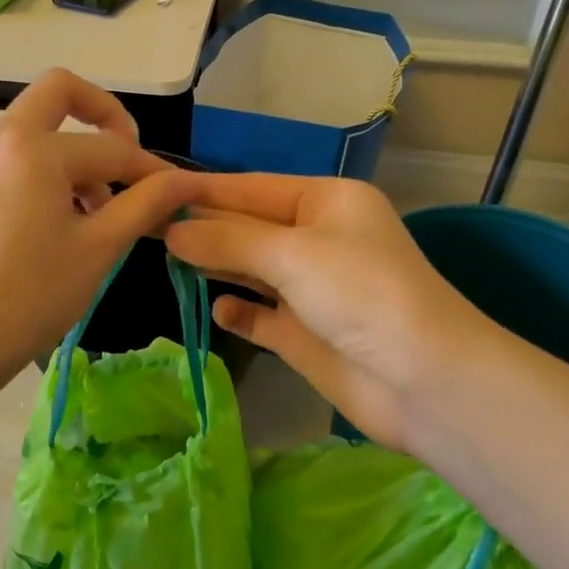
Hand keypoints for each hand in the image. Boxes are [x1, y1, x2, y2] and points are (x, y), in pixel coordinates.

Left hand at [0, 69, 194, 391]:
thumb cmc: (28, 296)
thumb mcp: (98, 249)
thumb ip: (145, 204)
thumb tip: (186, 180)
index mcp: (34, 147)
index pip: (112, 147)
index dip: (152, 170)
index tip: (181, 194)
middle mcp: (2, 139)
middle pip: (59, 93)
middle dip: (104, 116)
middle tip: (128, 162)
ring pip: (38, 129)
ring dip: (76, 152)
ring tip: (100, 214)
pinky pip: (19, 158)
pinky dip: (50, 171)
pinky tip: (66, 224)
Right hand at [166, 175, 509, 453]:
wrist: (425, 381)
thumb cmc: (362, 294)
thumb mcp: (293, 253)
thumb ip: (228, 240)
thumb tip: (173, 231)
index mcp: (326, 202)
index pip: (251, 188)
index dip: (202, 189)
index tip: (153, 187)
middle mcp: (317, 239)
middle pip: (247, 226)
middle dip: (202, 226)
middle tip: (142, 223)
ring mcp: (312, 289)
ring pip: (251, 268)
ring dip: (214, 264)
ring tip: (163, 257)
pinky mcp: (306, 333)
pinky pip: (262, 315)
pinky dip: (240, 312)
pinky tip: (219, 309)